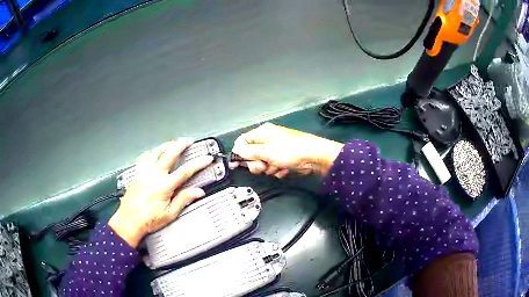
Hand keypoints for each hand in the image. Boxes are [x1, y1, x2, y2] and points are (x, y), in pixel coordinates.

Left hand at [108, 139, 213, 247]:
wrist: (129, 220)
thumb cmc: (149, 220)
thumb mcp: (169, 214)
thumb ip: (184, 200)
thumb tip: (198, 192)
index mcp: (165, 185)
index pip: (186, 171)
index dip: (199, 163)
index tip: (207, 158)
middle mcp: (154, 174)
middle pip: (170, 153)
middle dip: (181, 144)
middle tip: (189, 141)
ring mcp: (144, 172)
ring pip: (156, 152)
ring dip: (166, 145)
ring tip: (173, 143)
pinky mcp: (136, 173)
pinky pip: (143, 157)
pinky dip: (150, 152)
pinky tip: (153, 153)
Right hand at [230, 123, 342, 177]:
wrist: (315, 157)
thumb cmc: (290, 151)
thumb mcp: (266, 151)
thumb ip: (248, 152)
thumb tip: (235, 150)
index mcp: (263, 132)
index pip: (243, 140)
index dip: (239, 152)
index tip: (236, 164)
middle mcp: (268, 139)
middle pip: (252, 154)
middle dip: (256, 163)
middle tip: (263, 167)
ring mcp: (277, 150)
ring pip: (263, 163)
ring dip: (268, 168)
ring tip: (278, 167)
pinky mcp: (284, 159)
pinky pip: (274, 167)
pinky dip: (278, 170)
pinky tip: (285, 170)